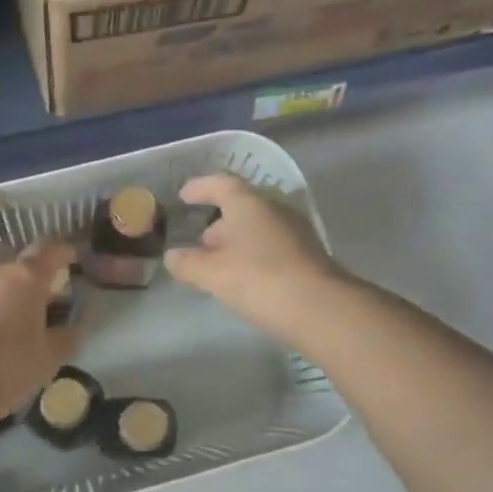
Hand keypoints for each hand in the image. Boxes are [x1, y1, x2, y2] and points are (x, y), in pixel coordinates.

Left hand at [0, 241, 80, 439]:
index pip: (48, 250)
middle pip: (7, 253)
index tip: (71, 257)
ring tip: (2, 319)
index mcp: (24, 278)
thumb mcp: (46, 362)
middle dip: (20, 264)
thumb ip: (64, 339)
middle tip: (32, 290)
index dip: (62, 251)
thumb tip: (72, 327)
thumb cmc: (2, 369)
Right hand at [164, 174, 350, 344]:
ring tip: (220, 264)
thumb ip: (188, 263)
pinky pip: (274, 244)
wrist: (320, 308)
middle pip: (242, 205)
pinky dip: (255, 253)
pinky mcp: (309, 254)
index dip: (200, 188)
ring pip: (259, 226)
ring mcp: (296, 230)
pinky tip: (247, 277)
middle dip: (219, 221)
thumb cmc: (259, 280)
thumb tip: (172, 256)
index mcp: (249, 203)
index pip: (220, 183)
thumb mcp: (212, 274)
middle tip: (201, 243)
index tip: (184, 196)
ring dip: (238, 239)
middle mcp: (275, 208)